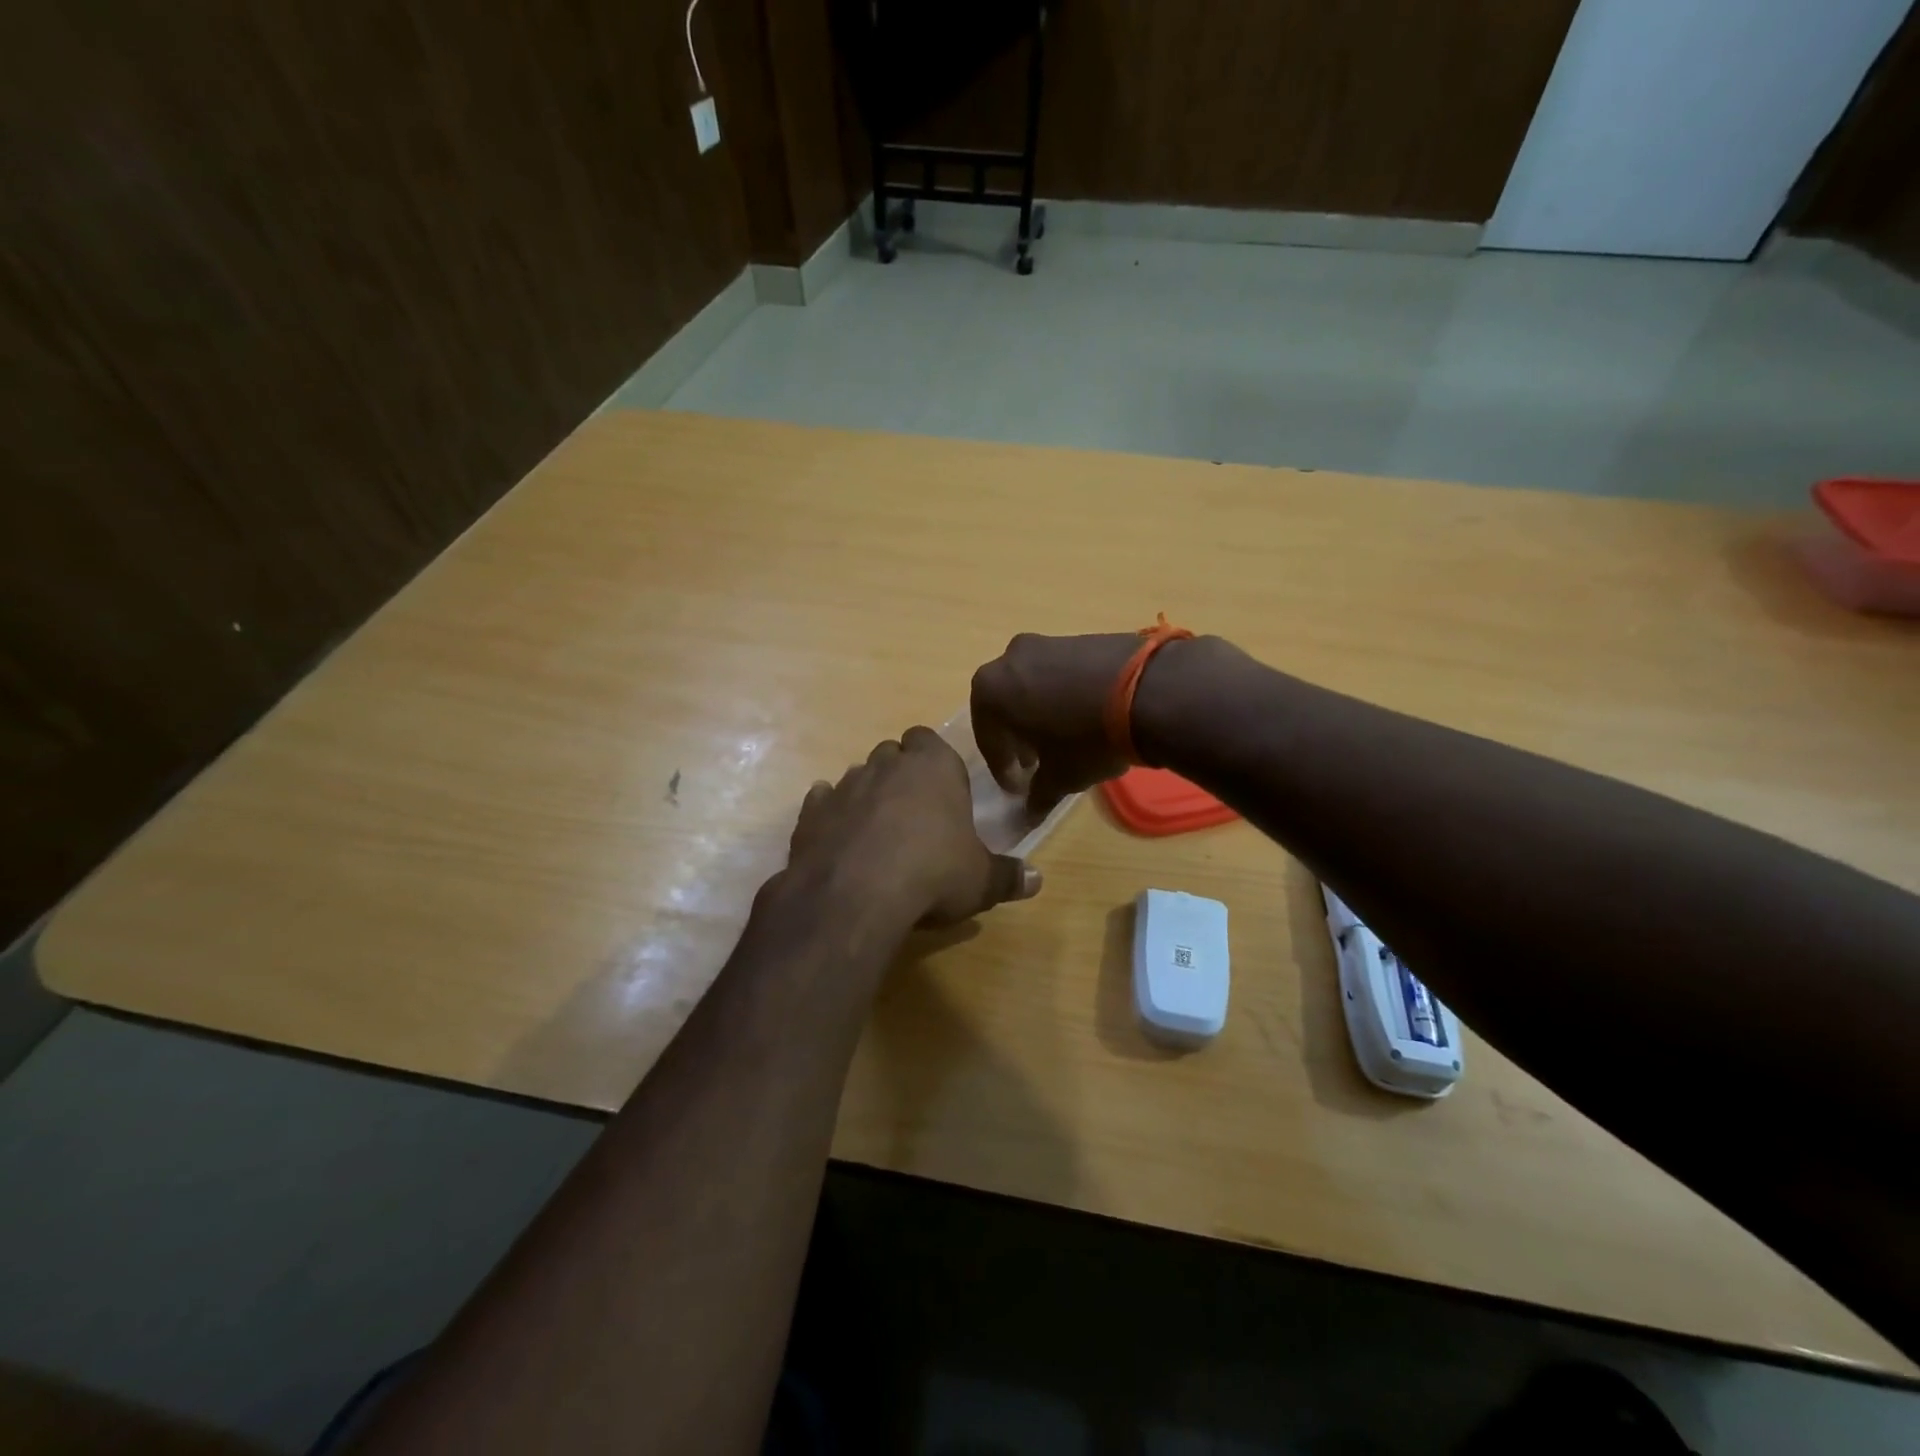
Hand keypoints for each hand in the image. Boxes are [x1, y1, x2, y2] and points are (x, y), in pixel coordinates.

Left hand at [788, 727, 1042, 927]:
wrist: (855, 895)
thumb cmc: (933, 874)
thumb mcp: (981, 881)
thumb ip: (1008, 876)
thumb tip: (1037, 880)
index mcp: (933, 766)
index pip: (930, 740)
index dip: (934, 762)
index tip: (942, 791)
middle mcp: (886, 764)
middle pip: (893, 753)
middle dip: (901, 774)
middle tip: (914, 812)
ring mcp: (844, 785)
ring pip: (857, 775)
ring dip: (867, 795)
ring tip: (878, 832)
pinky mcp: (811, 812)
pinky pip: (822, 802)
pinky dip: (831, 815)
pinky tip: (839, 839)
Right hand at [970, 631, 1159, 809]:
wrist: (1151, 690)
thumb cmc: (1087, 739)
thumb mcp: (1061, 776)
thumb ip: (1039, 794)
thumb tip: (1030, 813)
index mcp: (991, 690)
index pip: (988, 738)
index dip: (1002, 768)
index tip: (1018, 790)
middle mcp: (1010, 659)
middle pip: (1005, 706)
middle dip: (1017, 736)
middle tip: (1035, 763)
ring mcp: (1047, 643)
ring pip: (1032, 686)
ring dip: (1040, 714)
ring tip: (1063, 740)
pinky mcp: (1081, 637)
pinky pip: (1061, 673)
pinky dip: (1064, 696)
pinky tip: (1086, 717)